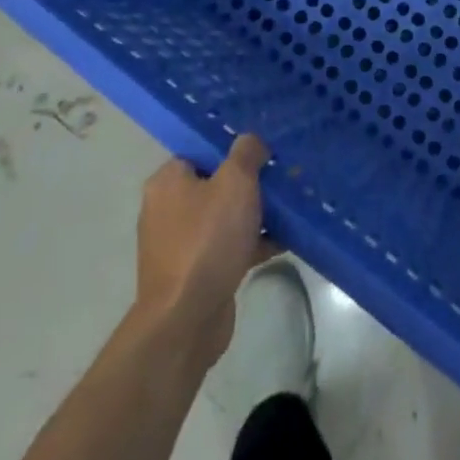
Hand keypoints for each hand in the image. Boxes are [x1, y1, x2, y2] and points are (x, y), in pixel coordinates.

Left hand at [133, 134, 275, 365]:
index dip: (233, 149)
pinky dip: (252, 243)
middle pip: (216, 184)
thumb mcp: (235, 182)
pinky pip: (229, 247)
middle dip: (250, 182)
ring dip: (255, 214)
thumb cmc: (207, 240)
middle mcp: (168, 210)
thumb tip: (250, 140)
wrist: (187, 320)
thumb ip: (246, 153)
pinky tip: (284, 240)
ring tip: (291, 207)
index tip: (264, 151)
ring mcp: (180, 245)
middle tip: (282, 177)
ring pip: (225, 217)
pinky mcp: (196, 274)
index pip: (202, 151)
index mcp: (168, 182)